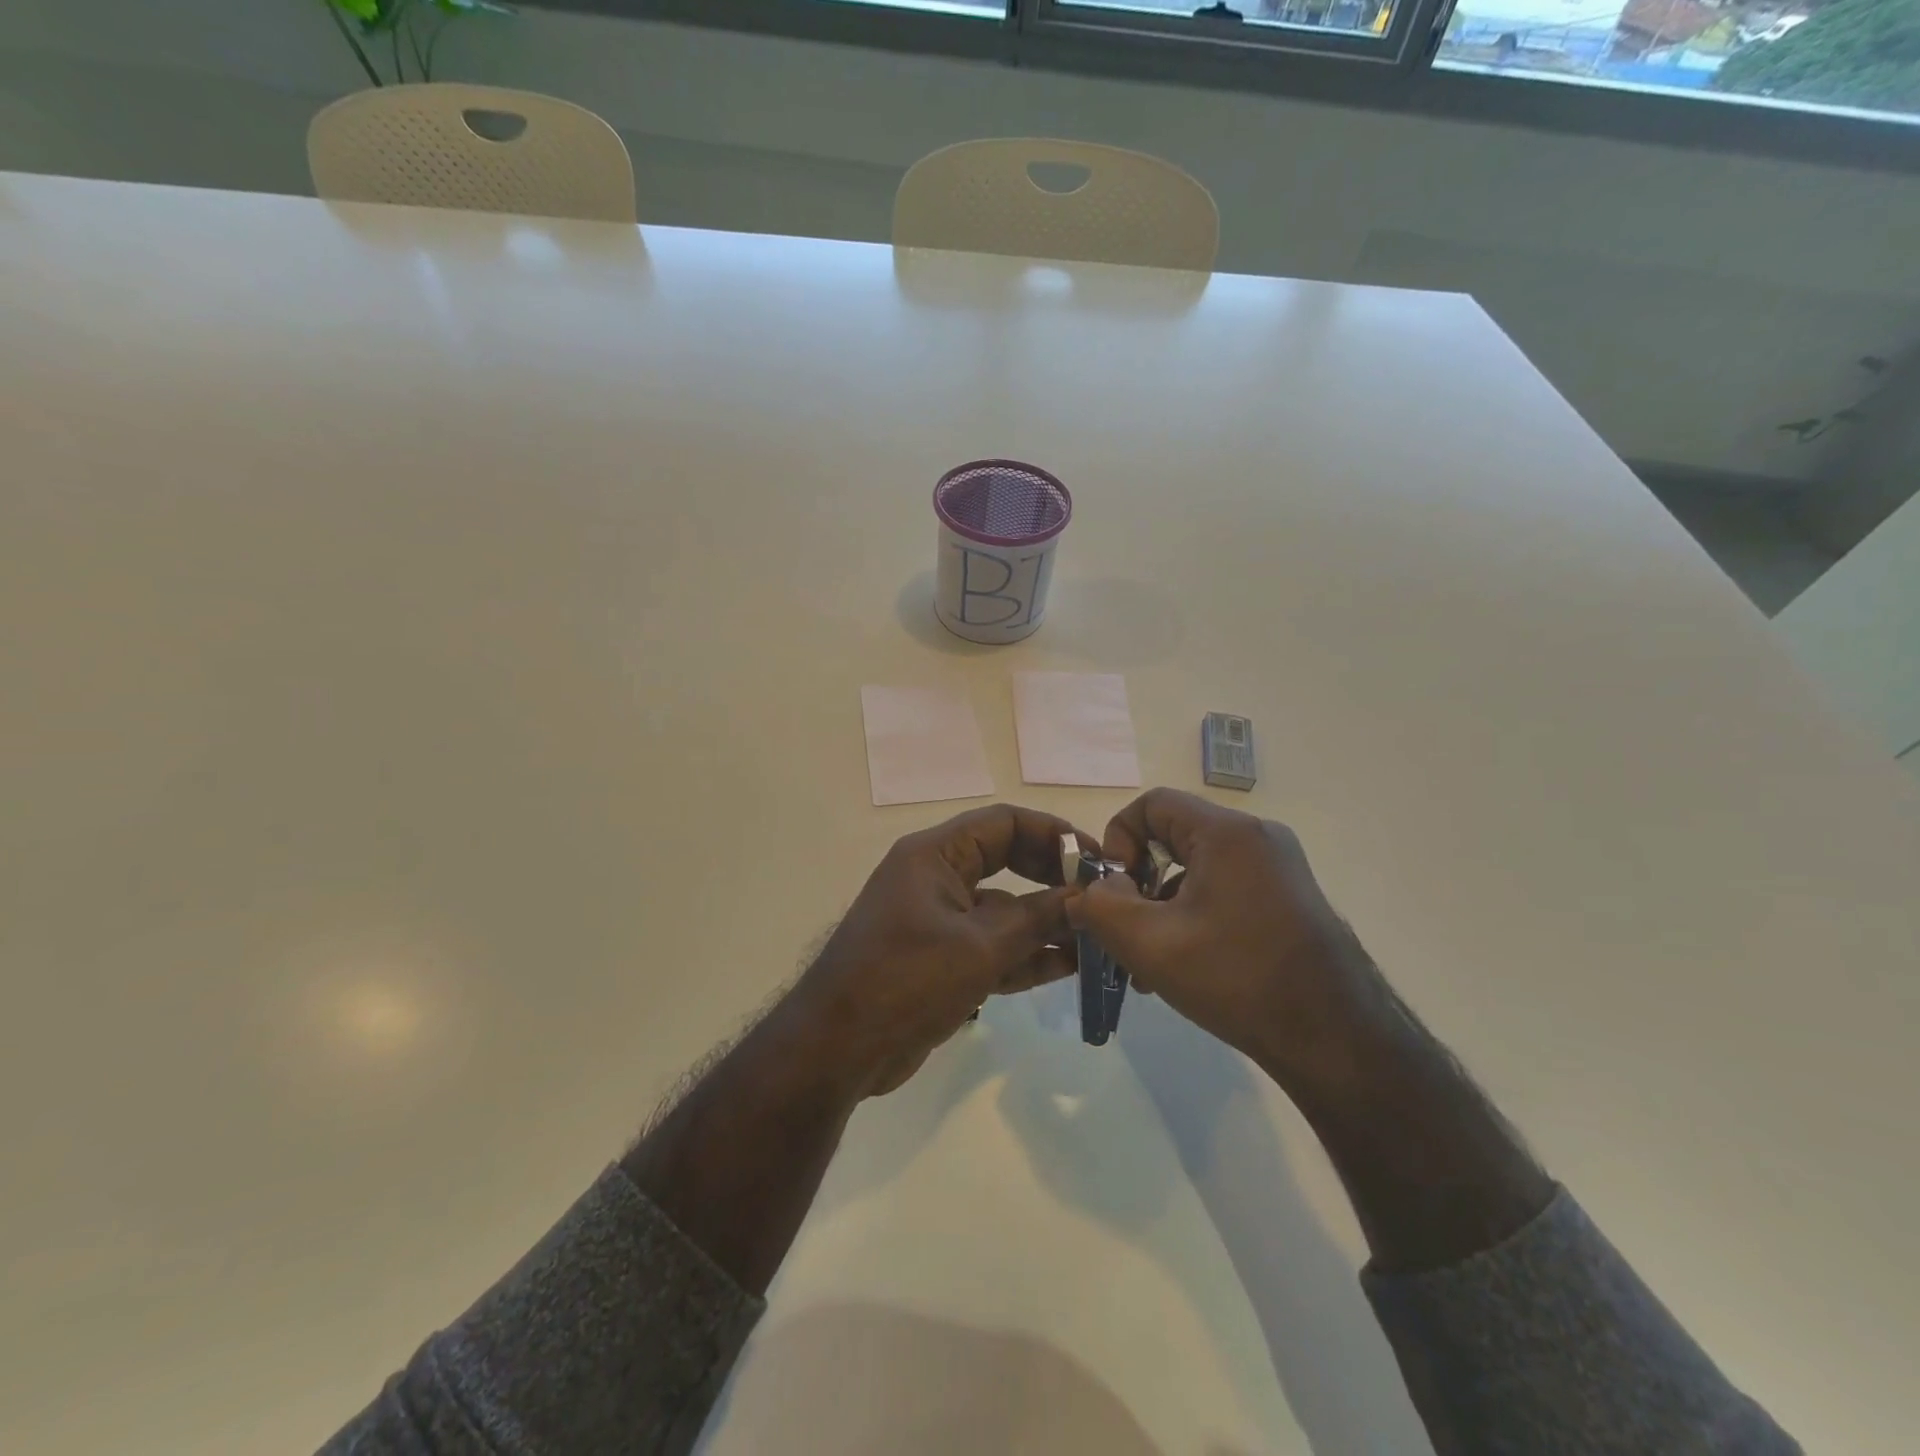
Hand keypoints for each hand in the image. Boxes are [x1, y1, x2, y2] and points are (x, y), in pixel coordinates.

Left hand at [783, 804, 1086, 1099]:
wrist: (838, 1050)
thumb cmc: (906, 980)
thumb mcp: (979, 946)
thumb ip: (1037, 918)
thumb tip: (1086, 897)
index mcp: (935, 855)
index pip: (1003, 824)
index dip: (1053, 835)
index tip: (1096, 859)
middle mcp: (937, 878)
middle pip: (1007, 862)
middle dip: (1053, 879)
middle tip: (1099, 899)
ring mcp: (939, 920)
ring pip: (1003, 909)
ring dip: (1046, 922)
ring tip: (1096, 937)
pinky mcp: (942, 959)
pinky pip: (992, 945)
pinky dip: (1025, 954)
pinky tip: (1068, 966)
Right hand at [1070, 788, 1386, 1095]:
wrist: (1337, 1040)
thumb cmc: (1237, 979)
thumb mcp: (1150, 943)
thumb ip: (1100, 906)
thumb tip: (1090, 891)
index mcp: (1227, 833)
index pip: (1152, 804)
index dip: (1118, 838)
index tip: (1113, 889)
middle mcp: (1257, 838)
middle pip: (1173, 837)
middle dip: (1138, 882)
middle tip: (1125, 930)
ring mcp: (1279, 870)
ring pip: (1197, 870)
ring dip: (1163, 908)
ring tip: (1149, 965)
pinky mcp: (1289, 900)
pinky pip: (1223, 891)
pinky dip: (1194, 918)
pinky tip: (1184, 968)